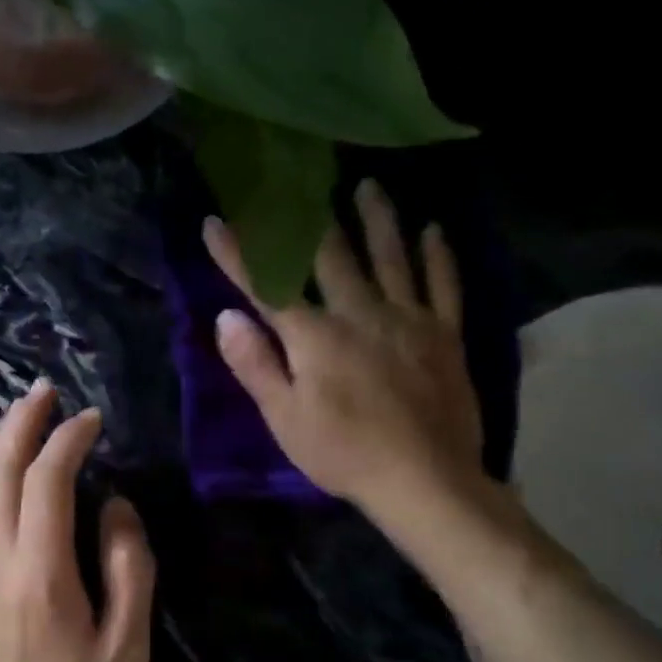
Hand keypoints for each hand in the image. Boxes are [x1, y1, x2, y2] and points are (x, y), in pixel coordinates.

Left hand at [0, 380, 154, 661]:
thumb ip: (127, 565)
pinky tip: (0, 472)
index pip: (46, 483)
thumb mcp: (129, 644)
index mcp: (40, 575)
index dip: (67, 442)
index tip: (92, 419)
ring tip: (22, 416)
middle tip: (43, 390)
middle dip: (18, 425)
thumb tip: (115, 505)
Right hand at [204, 180, 486, 521]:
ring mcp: (408, 319)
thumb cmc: (344, 453)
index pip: (267, 285)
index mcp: (315, 336)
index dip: (239, 254)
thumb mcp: (285, 419)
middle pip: (331, 256)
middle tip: (299, 181)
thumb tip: (228, 317)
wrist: (425, 481)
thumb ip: (256, 365)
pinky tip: (433, 230)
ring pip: (391, 256)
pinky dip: (437, 255)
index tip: (216, 222)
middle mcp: (361, 313)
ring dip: (377, 219)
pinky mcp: (444, 334)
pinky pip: (442, 284)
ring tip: (369, 186)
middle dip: (308, 218)